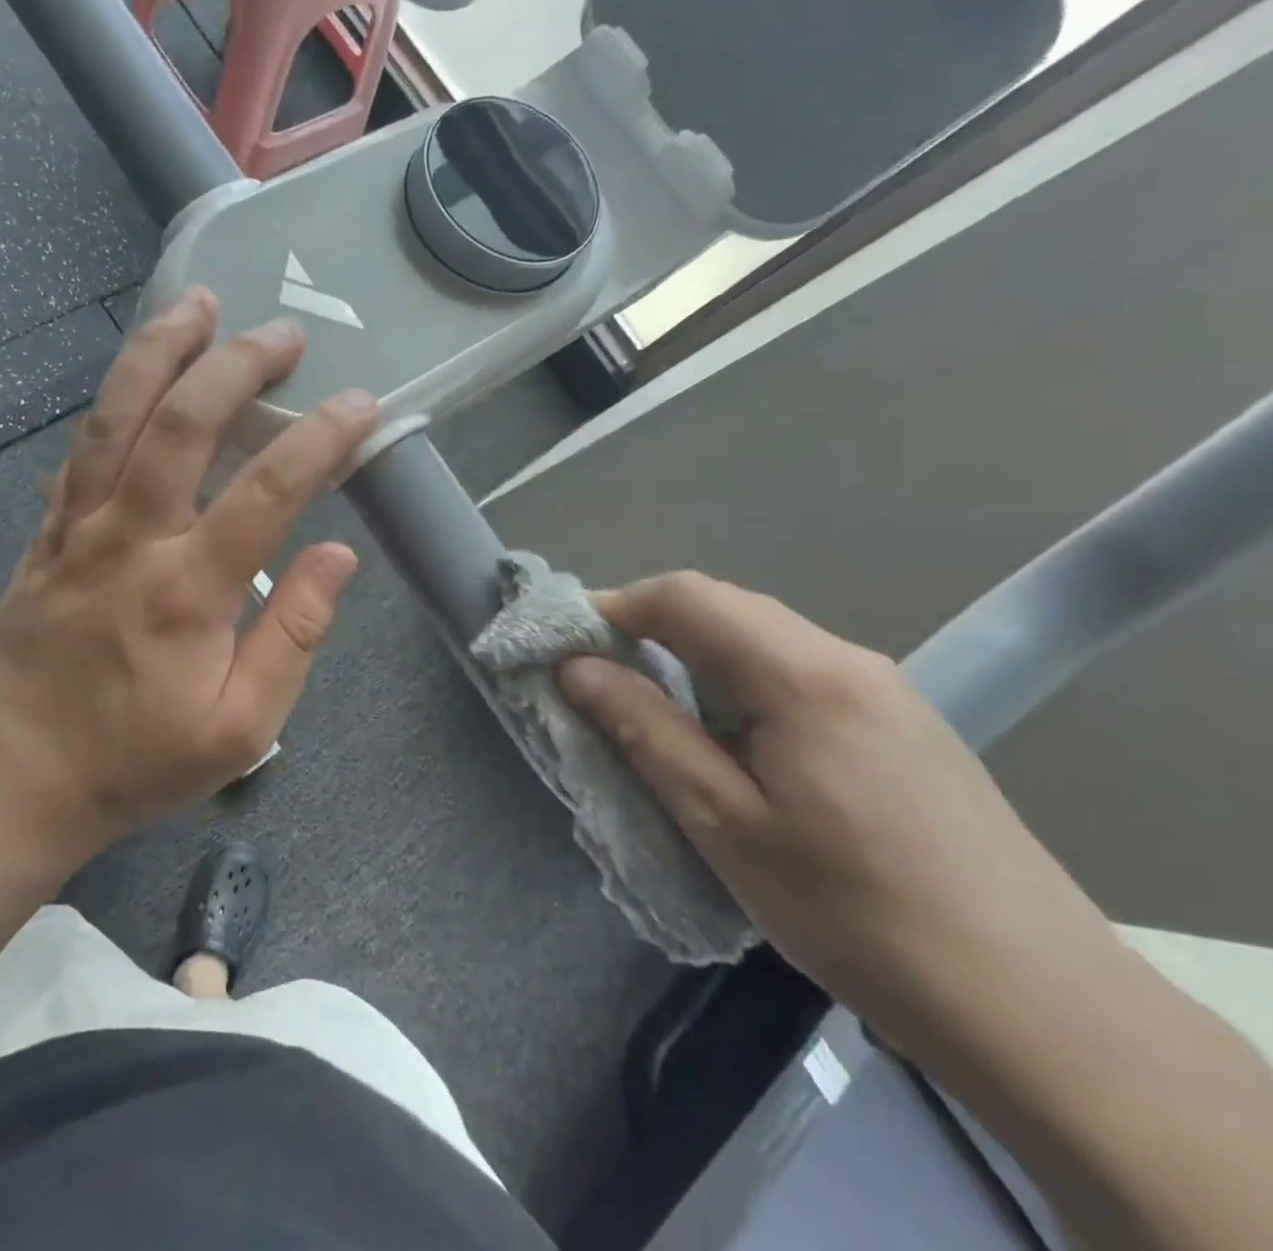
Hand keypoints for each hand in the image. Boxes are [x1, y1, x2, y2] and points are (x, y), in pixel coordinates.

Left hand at [0, 288, 378, 858]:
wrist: (19, 777)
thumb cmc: (140, 760)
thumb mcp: (243, 728)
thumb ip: (294, 637)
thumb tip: (337, 555)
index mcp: (188, 590)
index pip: (267, 490)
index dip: (319, 438)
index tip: (359, 403)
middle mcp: (130, 539)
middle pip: (180, 424)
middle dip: (236, 366)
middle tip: (283, 334)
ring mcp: (78, 527)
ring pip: (116, 416)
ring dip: (160, 352)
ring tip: (198, 304)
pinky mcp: (48, 531)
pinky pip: (82, 446)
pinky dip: (115, 396)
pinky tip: (141, 369)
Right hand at [556, 573, 1118, 1032]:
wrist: (1035, 1006)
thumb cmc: (853, 911)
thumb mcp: (723, 822)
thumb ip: (645, 730)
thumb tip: (576, 667)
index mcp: (803, 674)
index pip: (688, 596)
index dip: (615, 606)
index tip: (567, 645)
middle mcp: (846, 660)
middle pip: (726, 607)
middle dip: (650, 627)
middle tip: (601, 678)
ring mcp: (883, 689)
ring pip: (762, 638)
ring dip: (694, 656)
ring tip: (655, 710)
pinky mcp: (900, 723)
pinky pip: (796, 671)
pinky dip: (738, 681)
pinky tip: (731, 738)